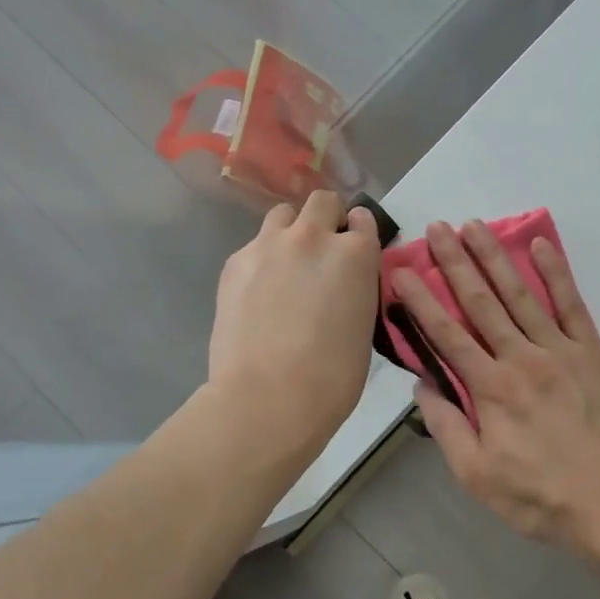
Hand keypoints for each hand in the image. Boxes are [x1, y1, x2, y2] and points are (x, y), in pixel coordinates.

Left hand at [209, 191, 380, 446]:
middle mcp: (313, 236)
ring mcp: (269, 245)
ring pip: (282, 215)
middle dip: (326, 218)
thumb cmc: (333, 377)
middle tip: (321, 251)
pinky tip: (259, 293)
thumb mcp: (364, 326)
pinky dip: (262, 260)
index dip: (359, 232)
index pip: (363, 220)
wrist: (270, 396)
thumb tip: (343, 285)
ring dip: (290, 232)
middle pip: (322, 201)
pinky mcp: (235, 262)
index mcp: (356, 254)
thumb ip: (356, 289)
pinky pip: (254, 246)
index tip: (355, 248)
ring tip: (287, 266)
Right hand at [391, 220, 599, 554]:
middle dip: (455, 262)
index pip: (446, 334)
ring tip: (475, 225)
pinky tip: (539, 246)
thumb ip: (447, 427)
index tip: (401, 269)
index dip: (420, 299)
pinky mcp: (594, 353)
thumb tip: (423, 384)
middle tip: (437, 227)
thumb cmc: (541, 498)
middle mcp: (522, 359)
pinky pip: (572, 305)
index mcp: (491, 389)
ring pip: (521, 294)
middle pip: (481, 302)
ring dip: (495, 258)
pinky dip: (556, 273)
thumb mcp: (477, 476)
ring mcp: (562, 351)